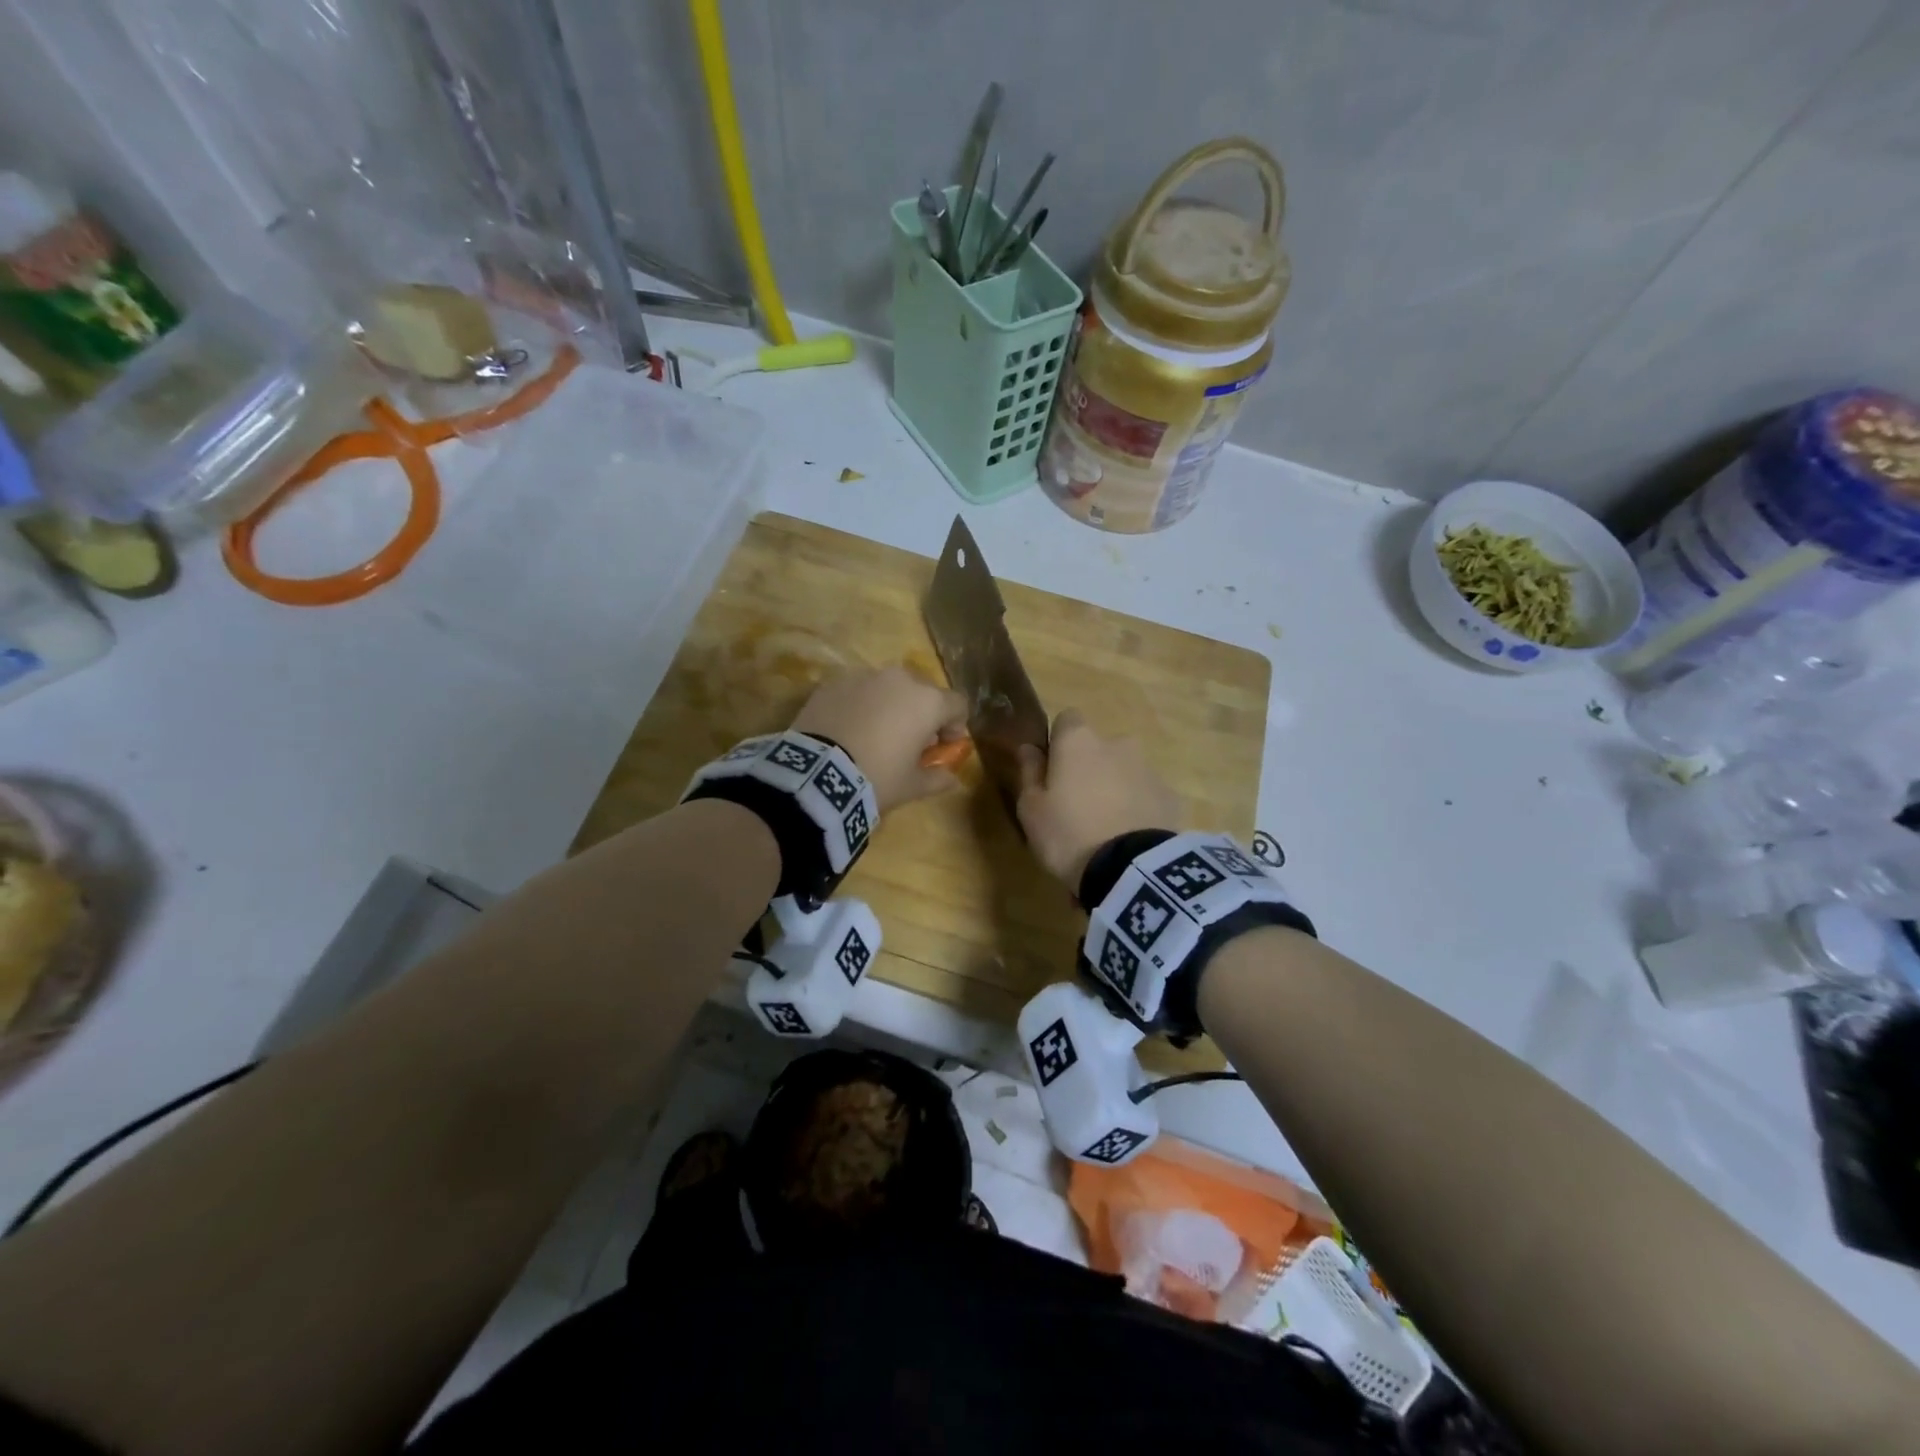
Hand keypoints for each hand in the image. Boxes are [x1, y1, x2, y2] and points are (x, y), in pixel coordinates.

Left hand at [792, 665, 967, 813]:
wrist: (817, 773)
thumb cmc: (877, 778)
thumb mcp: (912, 786)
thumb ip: (937, 778)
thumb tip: (952, 779)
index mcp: (927, 702)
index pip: (957, 705)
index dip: (955, 726)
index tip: (944, 746)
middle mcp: (900, 679)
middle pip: (922, 692)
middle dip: (921, 714)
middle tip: (910, 742)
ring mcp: (864, 676)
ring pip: (888, 688)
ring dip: (890, 706)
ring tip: (875, 734)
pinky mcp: (833, 682)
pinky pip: (857, 691)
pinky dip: (860, 705)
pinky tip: (848, 730)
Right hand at [1016, 709, 1181, 888]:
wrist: (1131, 869)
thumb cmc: (1068, 833)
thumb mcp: (1031, 809)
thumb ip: (1029, 772)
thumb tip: (1029, 748)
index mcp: (1078, 741)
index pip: (1067, 719)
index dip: (1058, 742)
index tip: (1051, 772)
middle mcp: (1117, 744)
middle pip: (1098, 748)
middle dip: (1089, 768)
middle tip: (1077, 806)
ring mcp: (1148, 769)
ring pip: (1124, 771)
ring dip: (1114, 789)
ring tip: (1105, 830)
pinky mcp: (1171, 797)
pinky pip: (1146, 796)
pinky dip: (1137, 809)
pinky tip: (1130, 840)